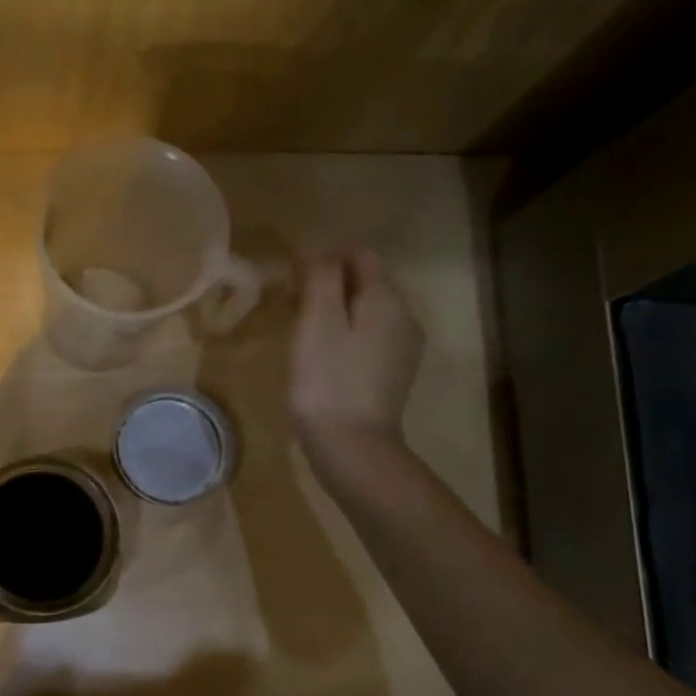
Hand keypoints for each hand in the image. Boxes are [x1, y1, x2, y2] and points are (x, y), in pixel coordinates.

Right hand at [290, 250, 423, 470]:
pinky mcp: (393, 373)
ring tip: (302, 332)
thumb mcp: (317, 321)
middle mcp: (404, 316)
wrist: (352, 447)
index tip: (291, 281)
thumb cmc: (327, 381)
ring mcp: (402, 347)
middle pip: (365, 282)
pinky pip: (368, 337)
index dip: (323, 258)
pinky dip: (345, 335)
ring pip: (367, 310)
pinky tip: (323, 357)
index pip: (359, 255)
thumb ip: (320, 278)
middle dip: (329, 284)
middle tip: (290, 306)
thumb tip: (319, 249)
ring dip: (335, 310)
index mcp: (386, 299)